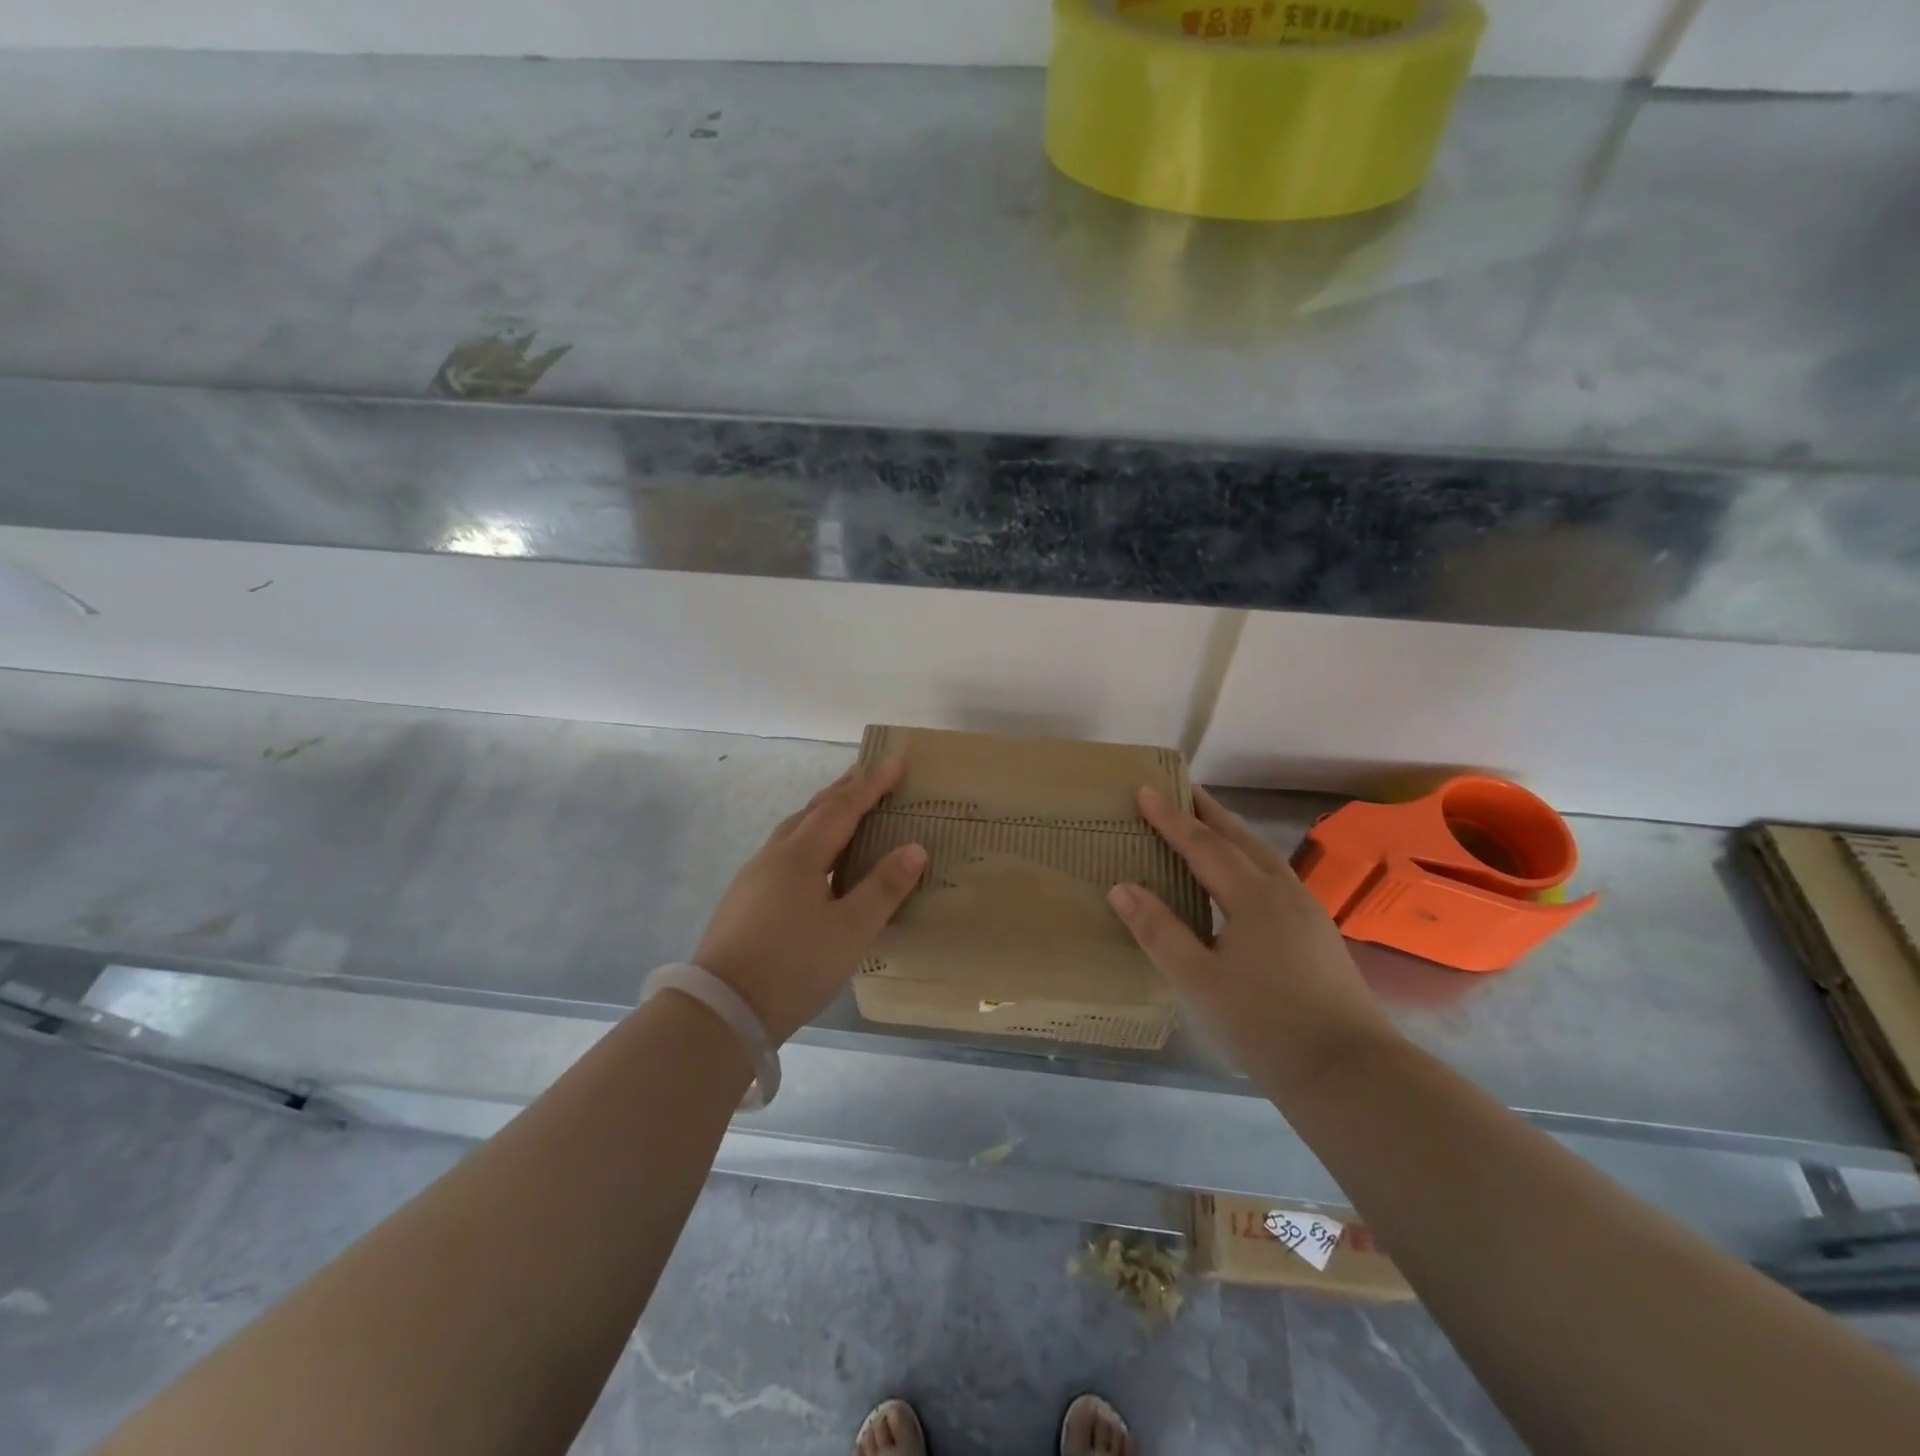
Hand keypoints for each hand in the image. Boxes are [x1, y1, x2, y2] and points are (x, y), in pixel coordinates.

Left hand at [693, 759, 925, 1043]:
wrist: (721, 1010)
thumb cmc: (794, 966)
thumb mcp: (851, 931)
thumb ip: (884, 887)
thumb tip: (914, 848)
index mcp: (801, 856)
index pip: (842, 808)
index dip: (871, 785)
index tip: (895, 763)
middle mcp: (774, 856)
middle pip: (813, 811)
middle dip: (844, 789)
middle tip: (870, 773)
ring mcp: (754, 877)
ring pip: (794, 830)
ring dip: (822, 812)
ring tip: (844, 808)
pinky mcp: (744, 899)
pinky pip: (784, 852)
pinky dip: (808, 838)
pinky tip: (813, 859)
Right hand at [1108, 786, 1398, 1095]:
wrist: (1349, 1072)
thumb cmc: (1265, 1024)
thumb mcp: (1199, 980)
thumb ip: (1158, 931)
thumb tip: (1121, 887)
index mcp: (1253, 897)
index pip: (1203, 845)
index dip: (1171, 818)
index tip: (1145, 790)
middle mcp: (1283, 892)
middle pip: (1240, 839)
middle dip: (1208, 812)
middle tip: (1182, 788)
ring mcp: (1307, 912)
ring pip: (1263, 856)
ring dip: (1233, 833)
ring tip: (1209, 822)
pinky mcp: (1317, 933)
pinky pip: (1275, 876)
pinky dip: (1250, 858)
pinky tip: (1245, 876)